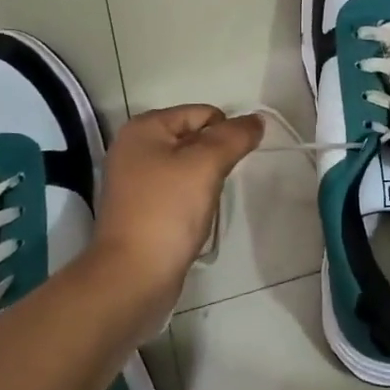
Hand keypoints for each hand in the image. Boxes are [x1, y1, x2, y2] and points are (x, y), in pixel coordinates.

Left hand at [92, 106, 263, 314]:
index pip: (202, 114)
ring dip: (205, 181)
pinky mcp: (140, 208)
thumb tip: (257, 119)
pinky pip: (177, 191)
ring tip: (205, 203)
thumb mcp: (206, 165)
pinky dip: (191, 200)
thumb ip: (234, 137)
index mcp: (144, 128)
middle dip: (215, 157)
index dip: (225, 134)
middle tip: (217, 185)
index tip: (232, 164)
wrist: (133, 276)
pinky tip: (194, 218)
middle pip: (194, 138)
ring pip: (188, 166)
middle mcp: (135, 148)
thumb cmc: (168, 211)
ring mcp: (135, 180)